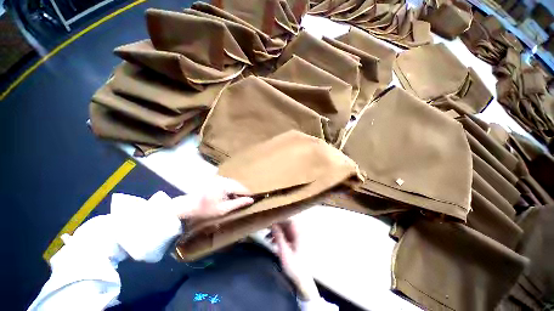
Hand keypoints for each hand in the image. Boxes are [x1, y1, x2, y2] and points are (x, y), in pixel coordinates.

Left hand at [175, 176, 253, 219]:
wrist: (187, 206)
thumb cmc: (205, 209)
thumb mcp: (223, 209)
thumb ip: (238, 203)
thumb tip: (251, 200)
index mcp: (226, 185)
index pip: (243, 188)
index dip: (249, 194)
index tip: (254, 200)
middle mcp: (224, 179)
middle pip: (239, 185)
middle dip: (242, 193)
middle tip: (245, 202)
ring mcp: (219, 179)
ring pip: (234, 184)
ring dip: (237, 192)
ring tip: (237, 201)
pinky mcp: (216, 180)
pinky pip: (228, 184)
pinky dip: (231, 190)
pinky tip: (228, 197)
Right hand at [271, 220, 319, 300]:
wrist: (301, 280)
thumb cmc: (293, 266)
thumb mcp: (284, 251)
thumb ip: (279, 237)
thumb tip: (273, 225)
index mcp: (298, 234)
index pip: (289, 221)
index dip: (280, 220)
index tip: (270, 222)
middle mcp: (299, 234)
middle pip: (287, 225)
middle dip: (276, 227)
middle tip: (266, 230)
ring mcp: (297, 239)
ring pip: (285, 231)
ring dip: (276, 233)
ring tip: (268, 239)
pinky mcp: (295, 244)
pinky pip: (286, 236)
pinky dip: (279, 238)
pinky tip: (273, 243)